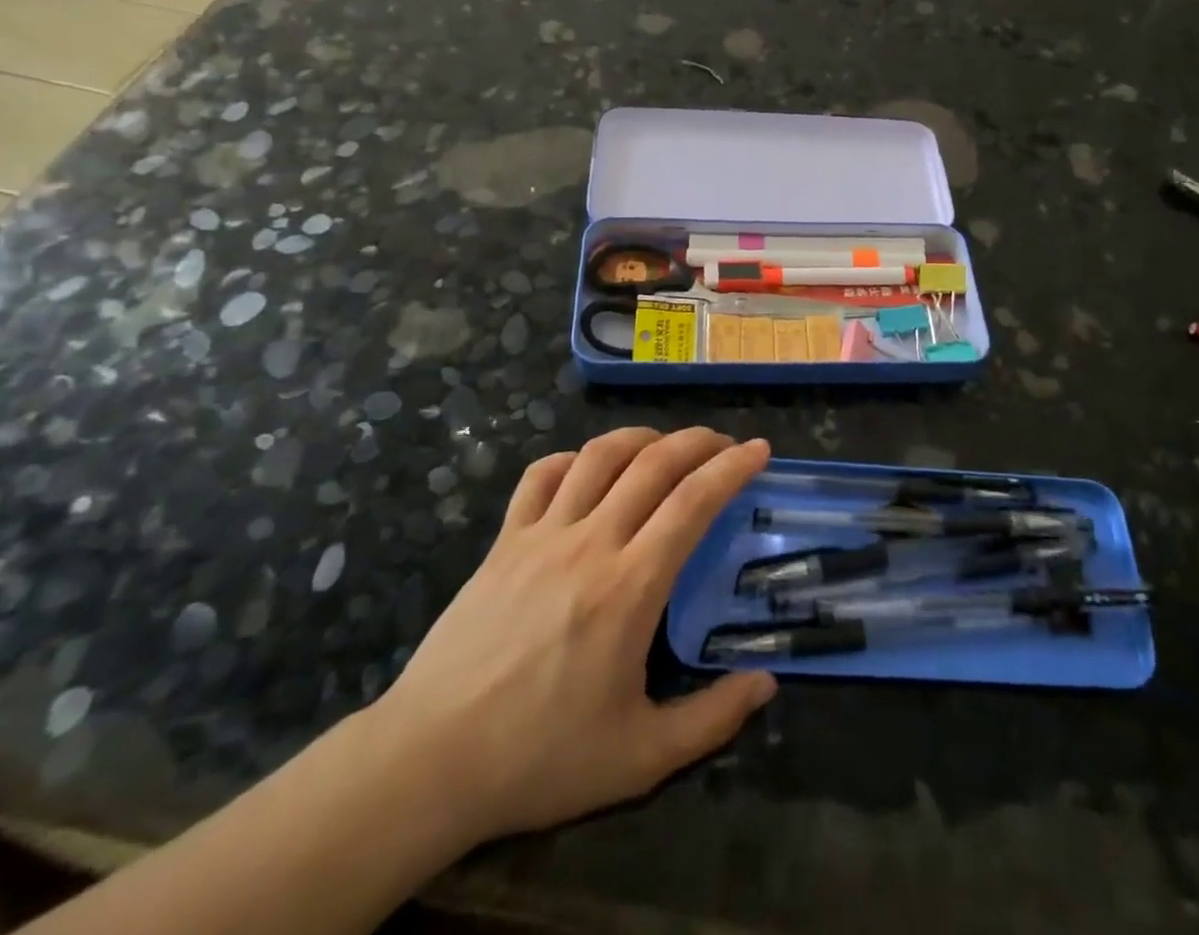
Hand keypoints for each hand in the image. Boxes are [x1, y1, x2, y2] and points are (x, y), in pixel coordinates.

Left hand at [369, 427, 775, 849]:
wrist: (431, 762)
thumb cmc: (541, 759)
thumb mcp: (641, 757)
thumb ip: (713, 719)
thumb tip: (767, 683)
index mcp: (630, 588)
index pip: (693, 502)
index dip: (732, 467)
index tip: (760, 450)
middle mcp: (591, 543)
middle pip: (654, 463)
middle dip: (699, 441)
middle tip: (725, 443)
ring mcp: (542, 535)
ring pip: (600, 455)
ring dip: (642, 438)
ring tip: (666, 445)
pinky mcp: (504, 541)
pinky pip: (542, 476)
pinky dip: (574, 459)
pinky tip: (590, 469)